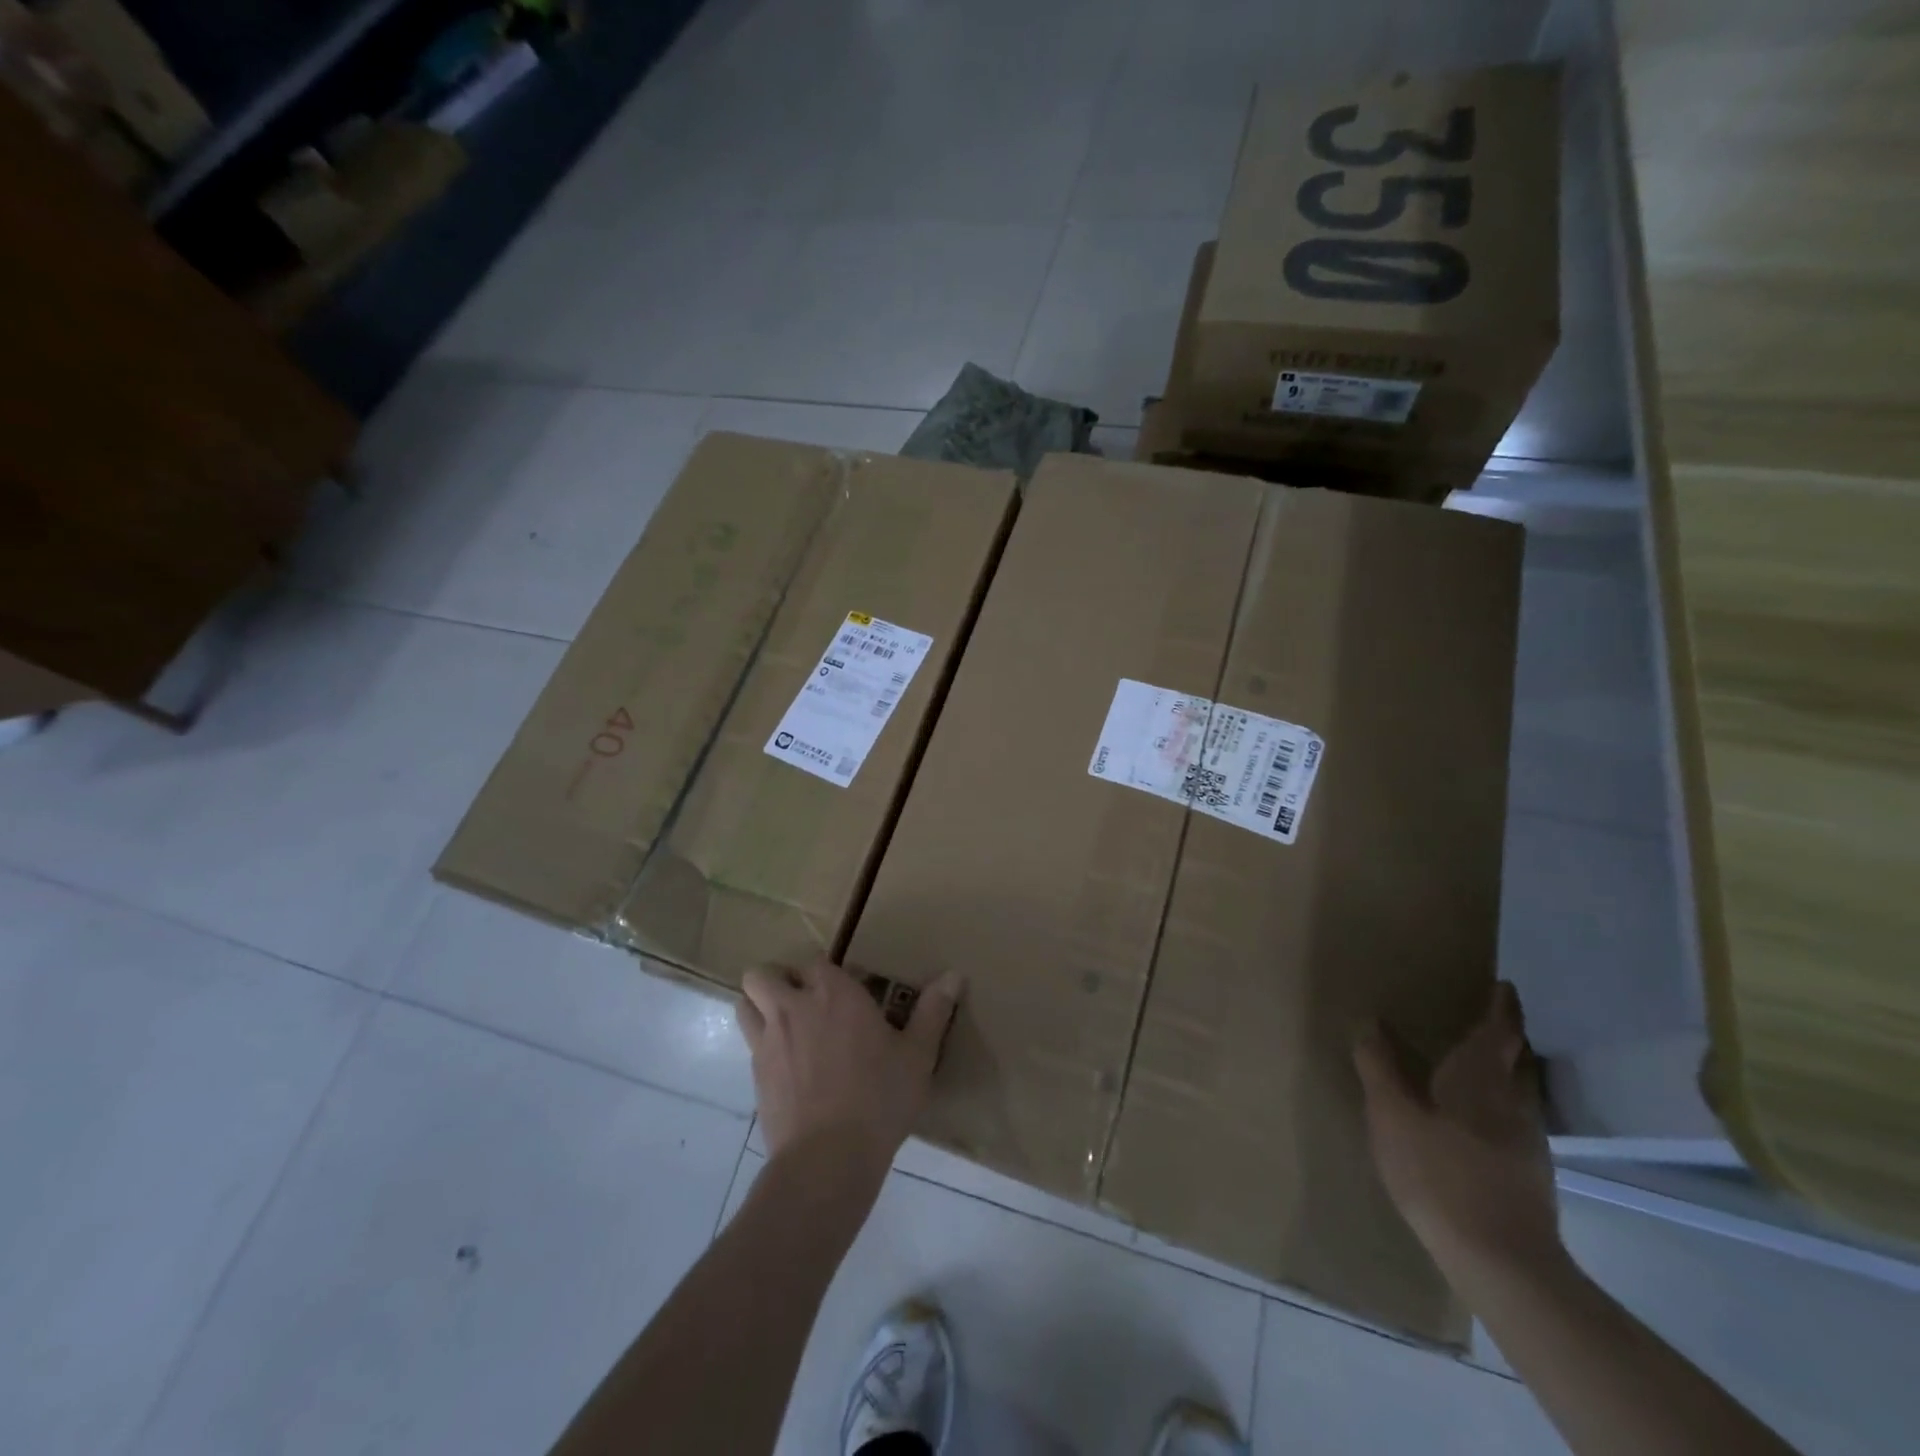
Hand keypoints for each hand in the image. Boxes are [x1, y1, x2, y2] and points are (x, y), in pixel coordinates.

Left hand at [737, 959, 959, 1178]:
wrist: (828, 1159)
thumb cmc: (879, 1099)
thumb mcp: (917, 1055)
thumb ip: (934, 1011)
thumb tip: (955, 975)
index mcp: (834, 994)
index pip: (815, 961)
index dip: (824, 972)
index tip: (844, 990)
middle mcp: (793, 1007)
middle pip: (762, 974)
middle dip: (777, 980)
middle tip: (803, 1000)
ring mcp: (767, 1041)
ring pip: (744, 1004)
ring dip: (759, 1006)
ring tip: (785, 1025)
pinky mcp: (755, 1076)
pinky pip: (749, 1045)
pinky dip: (762, 1045)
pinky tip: (787, 1068)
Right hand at [1353, 981, 1561, 1277]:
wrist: (1501, 1260)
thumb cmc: (1439, 1172)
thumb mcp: (1391, 1114)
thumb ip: (1378, 1066)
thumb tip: (1369, 1021)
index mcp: (1481, 1078)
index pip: (1499, 1031)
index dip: (1501, 1007)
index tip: (1503, 986)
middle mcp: (1513, 1101)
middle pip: (1517, 1058)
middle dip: (1507, 1036)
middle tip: (1490, 1018)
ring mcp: (1528, 1140)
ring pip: (1522, 1090)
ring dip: (1508, 1069)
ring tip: (1483, 1062)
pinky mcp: (1531, 1173)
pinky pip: (1518, 1119)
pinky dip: (1504, 1103)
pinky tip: (1484, 1119)